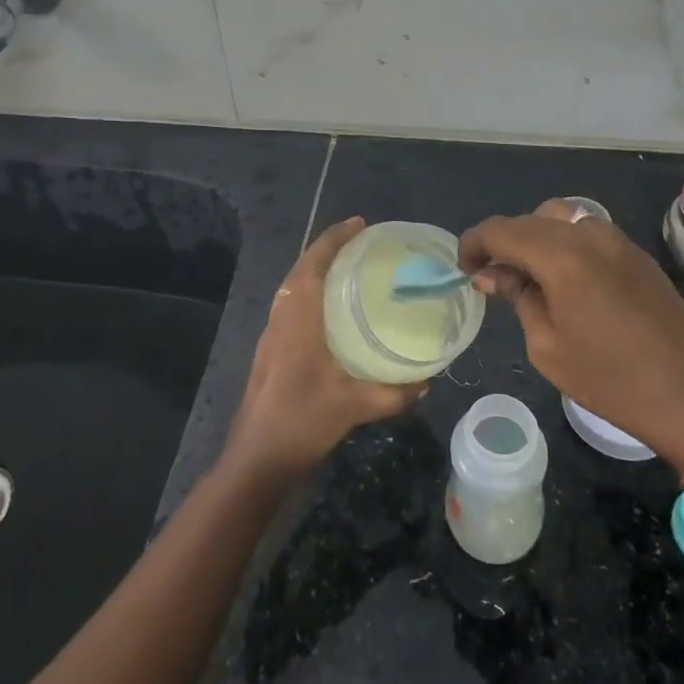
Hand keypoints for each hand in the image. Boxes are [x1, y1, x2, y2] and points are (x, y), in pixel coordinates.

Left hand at [225, 217, 426, 478]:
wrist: (255, 459)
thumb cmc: (301, 421)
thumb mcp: (354, 406)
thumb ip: (394, 393)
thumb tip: (428, 380)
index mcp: (298, 316)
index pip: (314, 262)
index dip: (335, 238)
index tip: (360, 224)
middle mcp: (282, 316)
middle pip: (301, 268)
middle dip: (328, 249)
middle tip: (362, 243)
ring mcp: (272, 333)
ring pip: (293, 286)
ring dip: (316, 269)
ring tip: (350, 269)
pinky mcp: (270, 350)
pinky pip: (291, 304)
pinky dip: (310, 292)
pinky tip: (332, 312)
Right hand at [460, 201, 683, 468]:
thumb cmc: (609, 380)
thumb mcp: (546, 345)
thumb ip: (517, 297)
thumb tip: (492, 274)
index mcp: (561, 257)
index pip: (501, 230)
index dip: (474, 243)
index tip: (464, 268)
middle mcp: (588, 235)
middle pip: (530, 219)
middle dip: (504, 241)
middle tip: (493, 276)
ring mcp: (617, 239)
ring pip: (561, 218)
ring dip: (536, 237)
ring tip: (529, 274)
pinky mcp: (636, 252)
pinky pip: (588, 231)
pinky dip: (565, 242)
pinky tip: (565, 278)